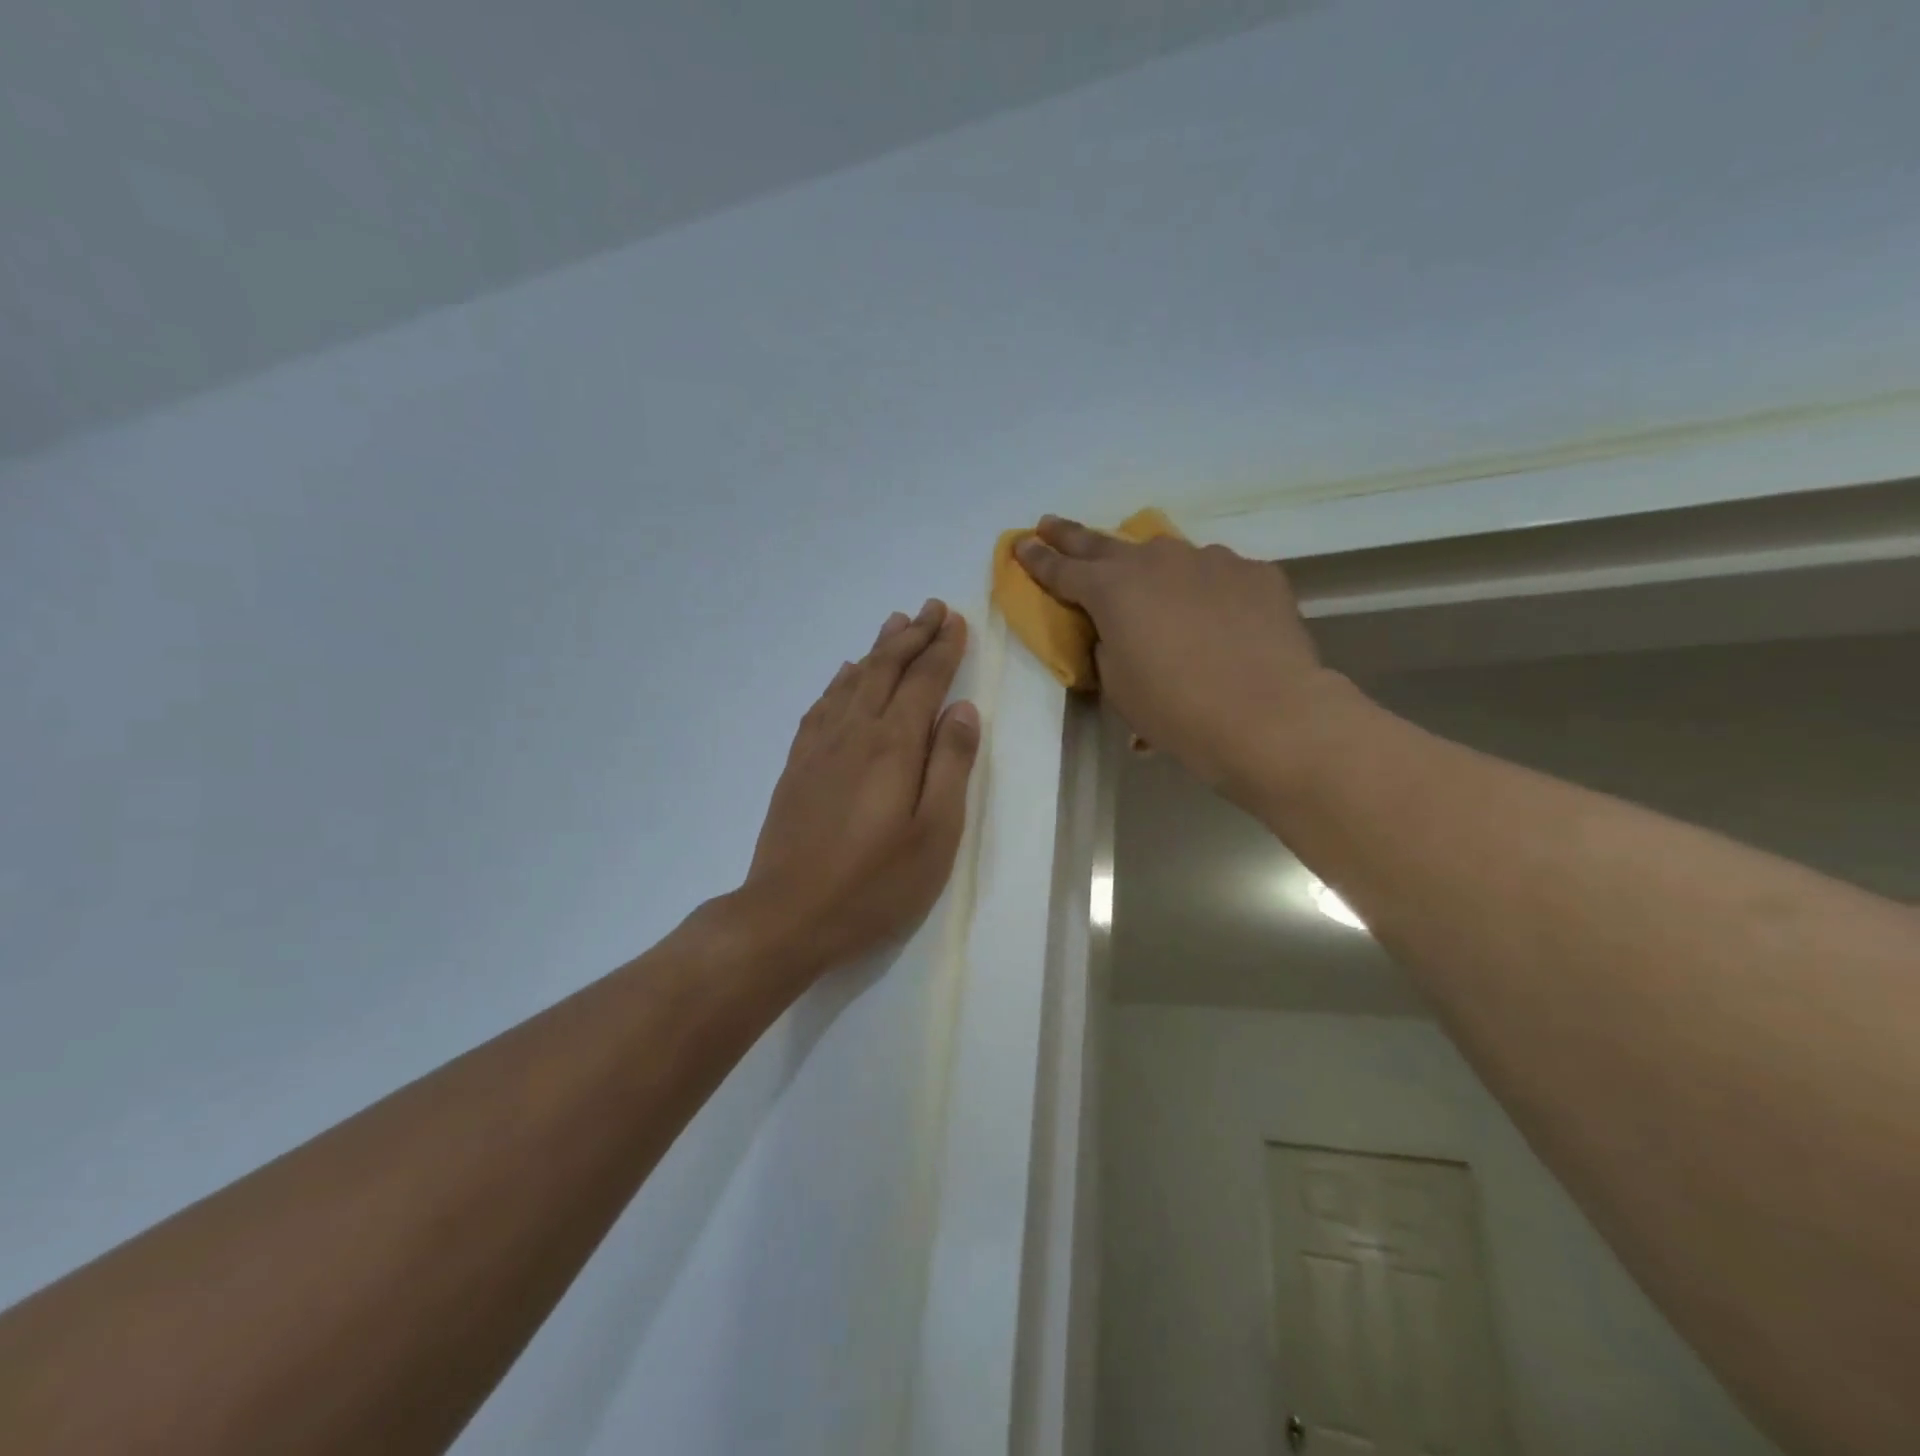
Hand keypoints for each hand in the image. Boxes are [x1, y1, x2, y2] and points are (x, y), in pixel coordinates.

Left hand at [736, 599, 979, 979]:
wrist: (787, 915)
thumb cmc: (874, 883)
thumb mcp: (934, 833)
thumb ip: (950, 765)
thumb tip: (963, 709)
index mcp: (894, 745)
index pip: (924, 681)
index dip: (942, 649)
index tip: (956, 620)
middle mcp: (855, 732)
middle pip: (887, 669)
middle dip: (912, 636)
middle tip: (931, 608)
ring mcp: (820, 747)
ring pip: (852, 680)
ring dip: (877, 649)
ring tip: (894, 623)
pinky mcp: (797, 765)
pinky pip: (821, 705)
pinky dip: (839, 680)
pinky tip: (844, 673)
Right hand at [1015, 518, 1341, 791]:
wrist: (1268, 715)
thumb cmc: (1176, 710)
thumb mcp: (1119, 685)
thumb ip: (1108, 646)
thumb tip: (1121, 632)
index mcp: (1112, 590)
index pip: (1062, 570)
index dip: (1037, 559)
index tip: (1020, 544)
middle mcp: (1157, 561)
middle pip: (1104, 544)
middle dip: (1072, 536)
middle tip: (1050, 524)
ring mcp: (1211, 560)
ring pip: (1169, 558)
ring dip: (1151, 569)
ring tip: (1152, 588)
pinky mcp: (1256, 573)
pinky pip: (1218, 577)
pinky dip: (1207, 592)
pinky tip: (1218, 620)